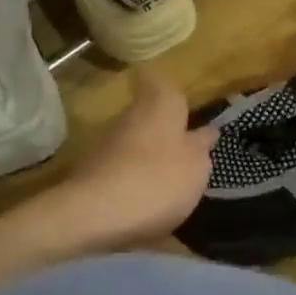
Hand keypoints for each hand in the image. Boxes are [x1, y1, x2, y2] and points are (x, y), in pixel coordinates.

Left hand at [57, 72, 218, 248]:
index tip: (179, 103)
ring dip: (146, 157)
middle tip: (183, 151)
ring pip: (131, 143)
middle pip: (145, 114)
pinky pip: (118, 170)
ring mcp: (105, 144)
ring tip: (166, 184)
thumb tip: (206, 131)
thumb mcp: (197, 166)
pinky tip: (144, 204)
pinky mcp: (89, 173)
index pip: (158, 81)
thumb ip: (201, 146)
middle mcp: (129, 116)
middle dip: (162, 130)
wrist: (95, 214)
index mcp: (160, 106)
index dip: (166, 88)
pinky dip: (130, 181)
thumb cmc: (159, 179)